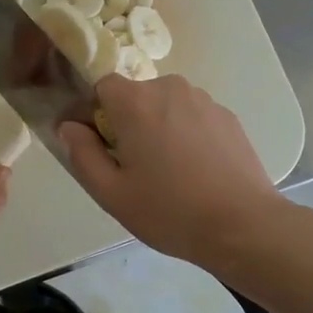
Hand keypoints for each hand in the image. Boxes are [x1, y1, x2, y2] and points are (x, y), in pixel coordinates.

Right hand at [59, 74, 287, 270]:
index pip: (102, 87)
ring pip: (166, 106)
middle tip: (136, 168)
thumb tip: (69, 127)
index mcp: (136, 102)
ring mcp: (204, 100)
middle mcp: (170, 88)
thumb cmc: (169, 211)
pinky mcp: (228, 116)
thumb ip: (82, 154)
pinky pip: (193, 117)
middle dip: (129, 123)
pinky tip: (197, 172)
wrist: (243, 225)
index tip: (103, 148)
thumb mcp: (111, 193)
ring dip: (160, 128)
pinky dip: (187, 135)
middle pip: (136, 96)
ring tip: (171, 172)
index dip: (96, 114)